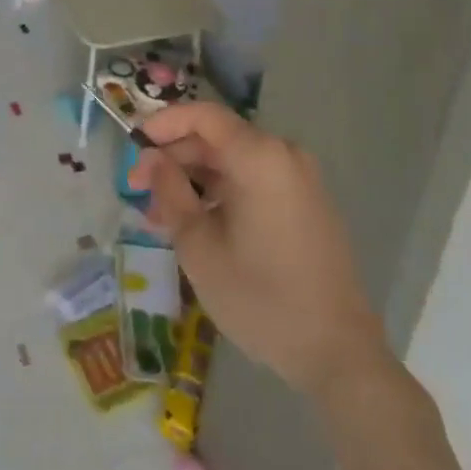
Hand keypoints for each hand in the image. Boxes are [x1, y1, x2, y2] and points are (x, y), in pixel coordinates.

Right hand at [133, 103, 388, 402]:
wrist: (338, 353)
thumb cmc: (261, 298)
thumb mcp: (199, 247)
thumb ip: (170, 192)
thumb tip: (152, 159)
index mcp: (260, 156)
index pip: (203, 115)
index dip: (164, 123)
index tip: (132, 143)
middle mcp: (283, 155)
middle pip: (218, 138)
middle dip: (175, 158)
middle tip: (138, 188)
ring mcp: (300, 178)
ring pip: (234, 161)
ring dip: (195, 179)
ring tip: (160, 214)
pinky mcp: (307, 202)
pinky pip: (255, 180)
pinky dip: (222, 191)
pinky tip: (197, 222)